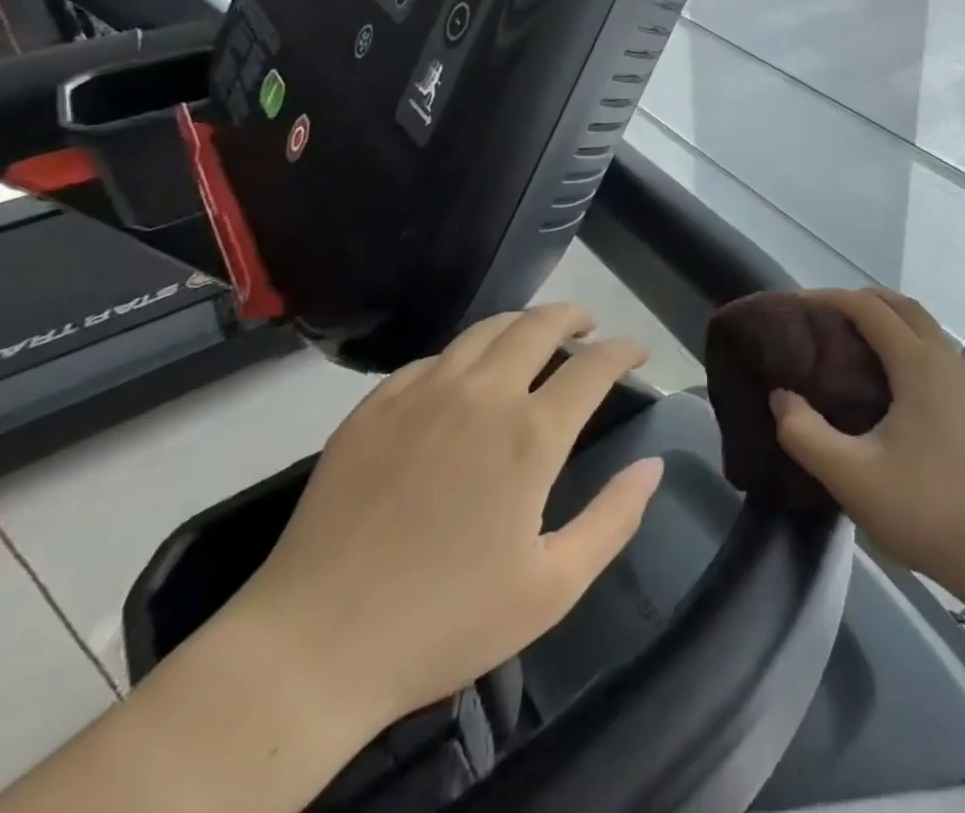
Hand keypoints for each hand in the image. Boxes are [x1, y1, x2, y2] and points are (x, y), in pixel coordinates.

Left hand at [223, 303, 663, 732]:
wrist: (311, 648)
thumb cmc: (444, 622)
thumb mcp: (552, 588)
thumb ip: (613, 519)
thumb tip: (653, 466)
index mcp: (531, 435)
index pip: (594, 365)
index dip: (624, 350)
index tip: (637, 351)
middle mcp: (482, 395)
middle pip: (540, 323)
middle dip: (574, 316)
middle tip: (589, 327)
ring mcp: (423, 393)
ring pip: (486, 329)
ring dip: (522, 324)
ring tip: (535, 336)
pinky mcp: (375, 406)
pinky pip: (433, 359)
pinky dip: (464, 356)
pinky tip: (463, 379)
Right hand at [771, 288, 964, 609]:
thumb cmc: (929, 511)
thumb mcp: (853, 478)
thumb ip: (805, 435)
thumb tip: (782, 397)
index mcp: (918, 363)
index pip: (869, 308)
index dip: (829, 298)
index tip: (795, 307)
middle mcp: (946, 360)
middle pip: (901, 307)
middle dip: (859, 302)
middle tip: (820, 323)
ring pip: (924, 330)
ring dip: (887, 323)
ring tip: (849, 351)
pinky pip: (936, 355)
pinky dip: (906, 348)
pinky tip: (890, 390)